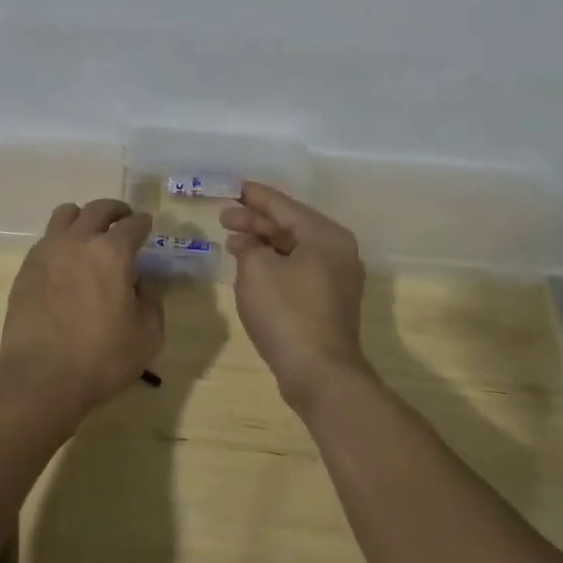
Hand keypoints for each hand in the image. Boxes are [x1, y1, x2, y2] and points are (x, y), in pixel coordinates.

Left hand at [0, 199, 161, 421]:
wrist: (40, 377)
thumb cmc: (101, 358)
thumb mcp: (148, 335)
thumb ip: (150, 301)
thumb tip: (137, 283)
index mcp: (112, 252)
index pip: (132, 224)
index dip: (143, 223)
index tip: (146, 225)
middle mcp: (79, 240)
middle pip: (98, 209)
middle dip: (115, 211)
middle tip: (122, 219)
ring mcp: (48, 251)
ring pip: (66, 214)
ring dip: (83, 217)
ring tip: (89, 232)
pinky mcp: (27, 267)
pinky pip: (47, 239)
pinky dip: (61, 240)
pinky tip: (66, 260)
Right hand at [222, 183, 370, 410]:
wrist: (320, 374)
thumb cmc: (287, 313)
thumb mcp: (256, 270)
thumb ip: (250, 246)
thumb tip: (251, 245)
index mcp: (325, 235)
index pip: (284, 206)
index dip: (255, 196)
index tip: (233, 187)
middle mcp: (338, 251)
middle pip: (290, 226)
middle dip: (256, 221)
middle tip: (225, 218)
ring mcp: (337, 278)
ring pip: (294, 249)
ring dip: (263, 243)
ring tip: (233, 242)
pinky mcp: (330, 302)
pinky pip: (299, 269)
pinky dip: (275, 263)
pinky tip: (252, 267)